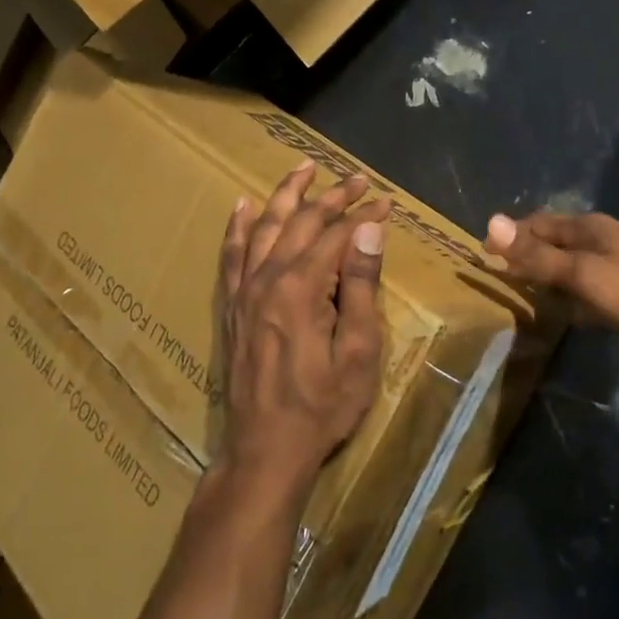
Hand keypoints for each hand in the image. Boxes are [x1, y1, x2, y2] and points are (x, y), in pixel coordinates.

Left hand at [214, 162, 389, 502]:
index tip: (387, 201)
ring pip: (265, 227)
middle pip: (302, 221)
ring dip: (286, 194)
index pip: (338, 234)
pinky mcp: (232, 306)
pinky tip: (243, 206)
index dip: (364, 215)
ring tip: (303, 168)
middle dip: (332, 196)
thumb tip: (370, 229)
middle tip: (357, 179)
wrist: (264, 450)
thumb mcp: (358, 351)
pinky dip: (238, 227)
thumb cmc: (322, 405)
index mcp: (302, 287)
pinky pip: (232, 254)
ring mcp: (245, 290)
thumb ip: (362, 285)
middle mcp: (269, 277)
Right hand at [483, 210, 618, 343]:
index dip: (509, 237)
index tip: (484, 255)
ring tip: (526, 291)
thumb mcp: (580, 273)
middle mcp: (599, 236)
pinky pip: (587, 280)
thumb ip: (537, 255)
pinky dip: (570, 289)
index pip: (536, 224)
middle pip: (553, 240)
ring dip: (548, 271)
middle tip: (501, 275)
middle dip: (527, 252)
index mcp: (585, 227)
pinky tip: (568, 309)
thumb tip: (491, 221)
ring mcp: (616, 259)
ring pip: (571, 260)